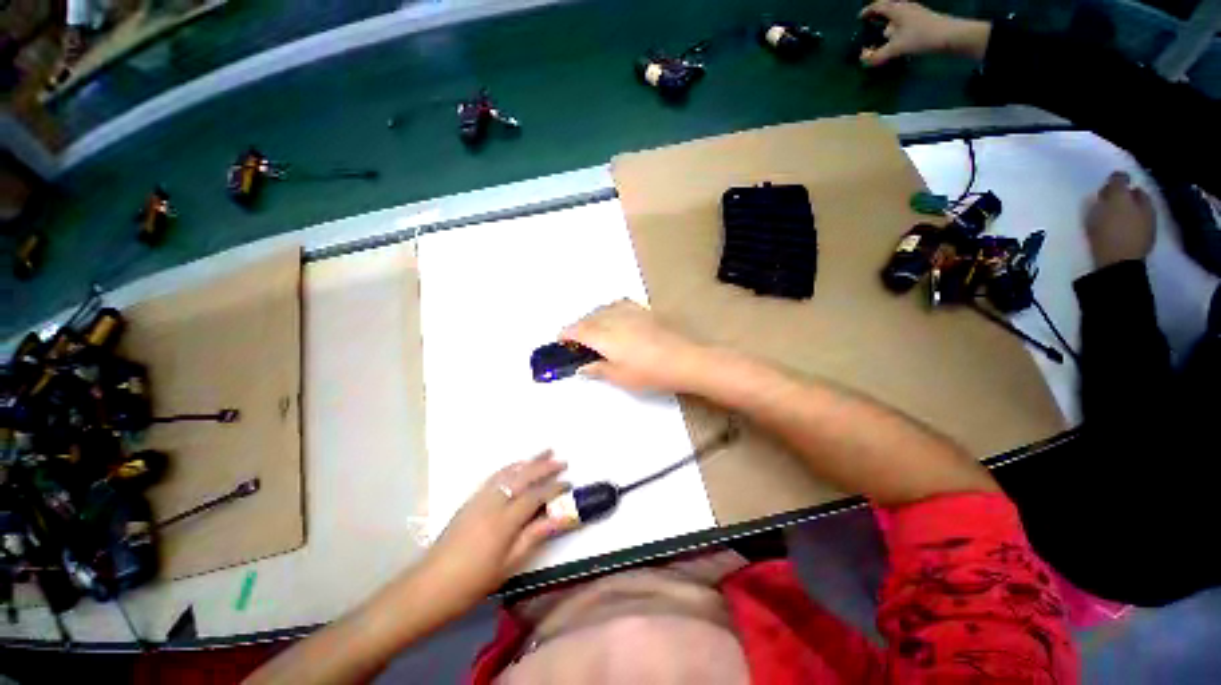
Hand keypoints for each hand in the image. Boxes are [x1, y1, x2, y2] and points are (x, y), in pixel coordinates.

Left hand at [422, 452, 568, 607]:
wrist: (430, 586)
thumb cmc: (472, 582)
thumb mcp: (508, 564)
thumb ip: (533, 536)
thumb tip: (558, 518)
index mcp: (505, 520)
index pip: (536, 496)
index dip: (554, 488)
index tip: (569, 484)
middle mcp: (494, 502)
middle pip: (524, 477)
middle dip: (544, 467)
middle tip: (562, 461)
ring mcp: (480, 498)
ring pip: (509, 472)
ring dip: (529, 461)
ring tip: (544, 452)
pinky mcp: (471, 499)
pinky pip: (495, 476)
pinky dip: (511, 468)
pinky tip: (517, 466)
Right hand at [561, 300, 708, 393]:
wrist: (684, 359)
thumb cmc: (650, 372)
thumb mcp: (620, 377)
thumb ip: (598, 369)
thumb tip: (582, 367)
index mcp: (604, 335)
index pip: (577, 330)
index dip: (566, 334)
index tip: (560, 341)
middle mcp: (613, 318)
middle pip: (588, 318)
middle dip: (578, 328)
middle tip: (576, 342)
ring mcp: (630, 312)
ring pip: (603, 309)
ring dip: (593, 318)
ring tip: (594, 331)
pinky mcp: (644, 311)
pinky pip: (619, 305)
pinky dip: (610, 311)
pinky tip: (615, 318)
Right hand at [859, 1, 990, 66]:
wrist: (949, 35)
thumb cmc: (920, 38)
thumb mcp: (895, 49)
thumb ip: (876, 56)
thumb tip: (863, 59)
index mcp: (896, 10)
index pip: (878, 6)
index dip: (868, 11)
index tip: (860, 18)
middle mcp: (905, 7)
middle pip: (888, 7)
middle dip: (878, 15)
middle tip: (870, 23)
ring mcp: (915, 12)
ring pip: (897, 14)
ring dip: (889, 21)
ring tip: (883, 33)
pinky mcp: (923, 19)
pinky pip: (905, 20)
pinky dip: (898, 26)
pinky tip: (898, 37)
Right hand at [1085, 171, 1155, 267]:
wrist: (1115, 266)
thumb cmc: (1115, 230)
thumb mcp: (1116, 200)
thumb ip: (1118, 185)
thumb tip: (1119, 174)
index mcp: (1146, 204)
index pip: (1134, 189)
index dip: (1121, 187)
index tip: (1105, 189)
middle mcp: (1148, 218)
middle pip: (1131, 205)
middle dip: (1119, 202)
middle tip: (1102, 203)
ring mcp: (1140, 236)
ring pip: (1127, 220)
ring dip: (1116, 217)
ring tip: (1100, 219)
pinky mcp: (1128, 251)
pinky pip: (1121, 235)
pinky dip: (1113, 231)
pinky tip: (1103, 234)